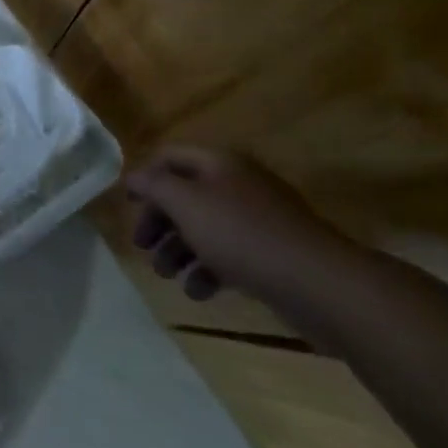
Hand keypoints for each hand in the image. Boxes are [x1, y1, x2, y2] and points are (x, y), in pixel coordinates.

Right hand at [125, 146, 348, 307]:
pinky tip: (198, 291)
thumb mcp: (186, 203)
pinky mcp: (273, 254)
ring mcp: (259, 220)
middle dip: (160, 220)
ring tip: (166, 275)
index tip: (127, 204)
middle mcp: (237, 184)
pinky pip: (230, 254)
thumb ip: (154, 186)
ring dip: (179, 249)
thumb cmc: (243, 235)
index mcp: (218, 163)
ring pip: (206, 227)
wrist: (320, 284)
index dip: (144, 175)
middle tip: (142, 246)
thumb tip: (133, 177)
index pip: (169, 156)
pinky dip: (209, 269)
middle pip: (185, 194)